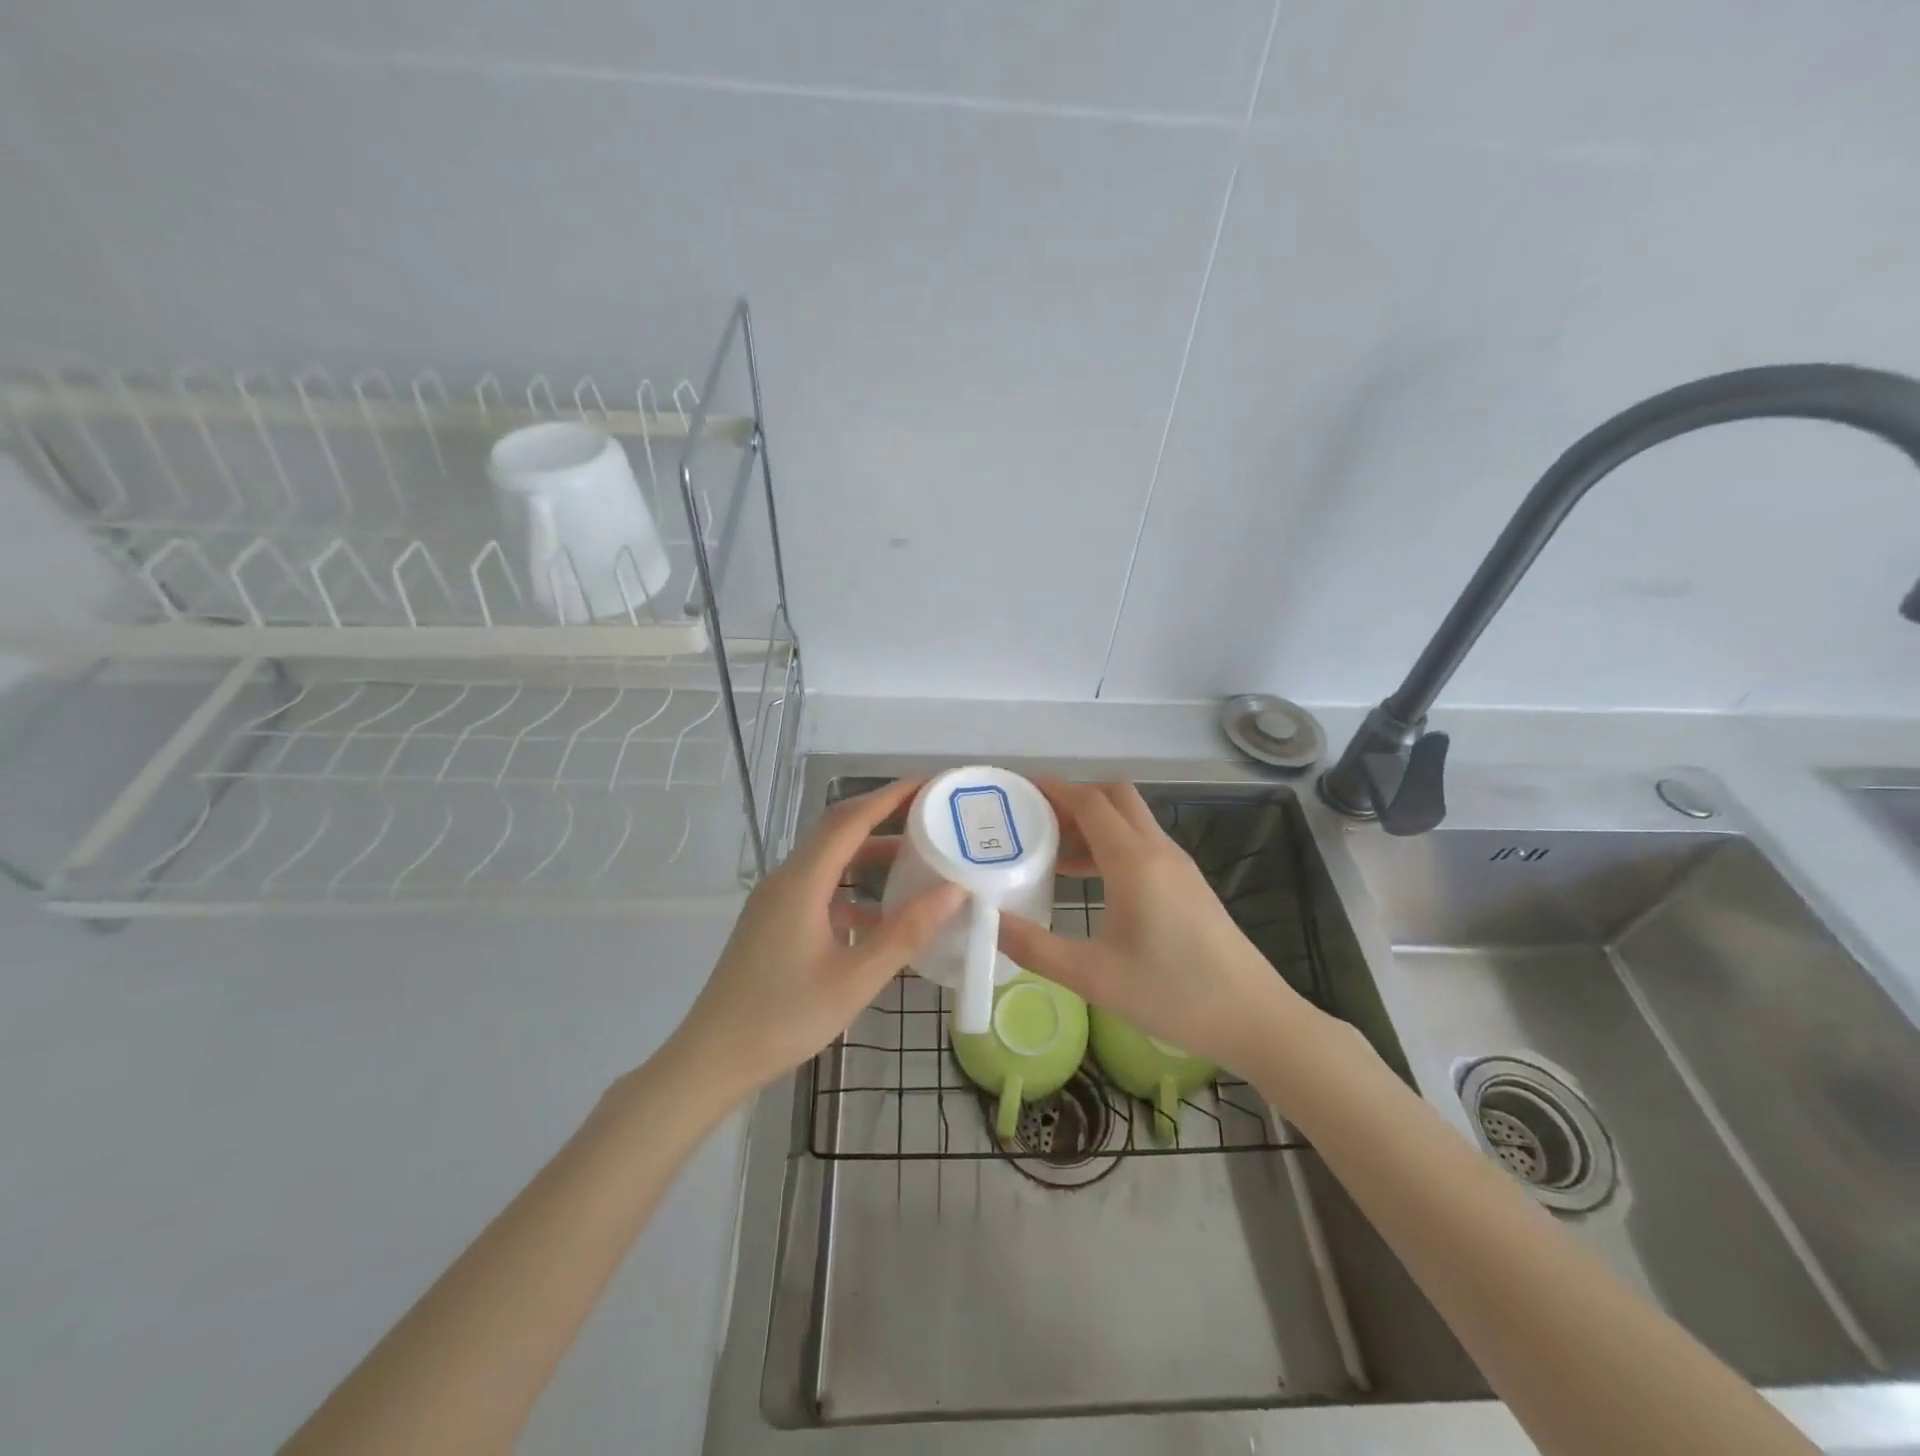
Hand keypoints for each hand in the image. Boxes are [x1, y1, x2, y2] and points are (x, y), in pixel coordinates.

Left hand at [672, 779, 962, 1097]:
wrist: (712, 1060)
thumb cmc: (784, 1017)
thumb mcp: (855, 979)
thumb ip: (906, 932)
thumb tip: (954, 890)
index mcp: (802, 882)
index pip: (850, 820)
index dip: (890, 797)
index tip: (929, 784)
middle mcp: (786, 880)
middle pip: (837, 832)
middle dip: (883, 818)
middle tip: (930, 818)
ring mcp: (775, 902)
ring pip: (828, 862)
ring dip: (869, 856)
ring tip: (916, 861)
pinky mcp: (773, 924)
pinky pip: (819, 890)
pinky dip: (852, 891)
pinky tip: (880, 918)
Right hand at [997, 780, 1313, 1074]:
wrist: (1253, 1017)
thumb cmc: (1173, 993)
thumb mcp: (1093, 977)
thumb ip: (1035, 948)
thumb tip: (988, 921)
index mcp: (1134, 861)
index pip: (1090, 802)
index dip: (1053, 789)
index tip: (1018, 790)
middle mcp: (1158, 851)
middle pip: (1114, 797)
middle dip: (1073, 799)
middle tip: (1034, 821)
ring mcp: (1178, 866)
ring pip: (1130, 820)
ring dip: (1092, 823)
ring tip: (1050, 853)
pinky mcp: (1188, 884)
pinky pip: (1142, 844)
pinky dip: (1111, 845)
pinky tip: (1089, 880)